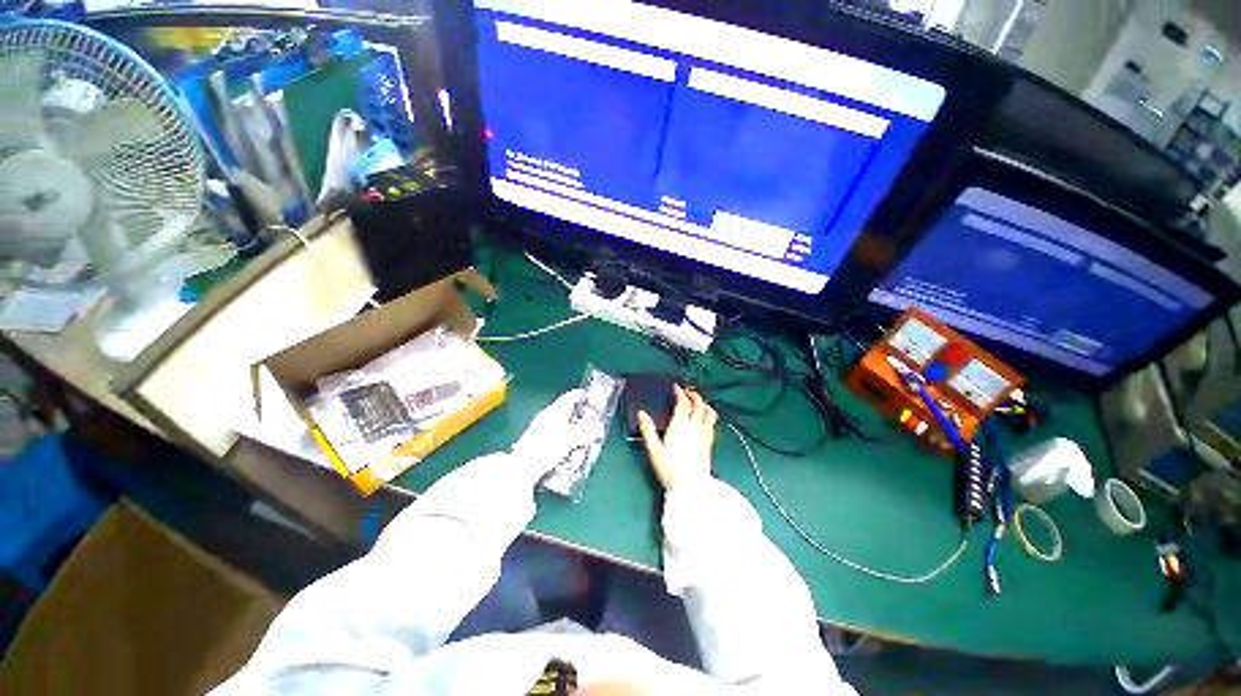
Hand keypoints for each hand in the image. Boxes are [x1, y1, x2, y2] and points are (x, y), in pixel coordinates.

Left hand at [510, 388, 602, 483]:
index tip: (598, 403)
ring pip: (567, 429)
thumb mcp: (569, 439)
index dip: (586, 397)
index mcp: (554, 411)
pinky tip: (573, 456)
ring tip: (585, 446)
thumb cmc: (544, 449)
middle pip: (571, 413)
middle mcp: (548, 418)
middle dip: (585, 421)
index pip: (572, 396)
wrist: (521, 470)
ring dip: (578, 436)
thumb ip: (586, 432)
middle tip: (595, 428)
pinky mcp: (541, 445)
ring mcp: (544, 432)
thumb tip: (599, 428)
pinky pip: (561, 441)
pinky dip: (570, 445)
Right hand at [637, 384, 716, 489]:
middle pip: (699, 404)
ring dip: (704, 404)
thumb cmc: (670, 468)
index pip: (683, 403)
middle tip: (688, 392)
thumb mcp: (654, 449)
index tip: (676, 387)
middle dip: (694, 395)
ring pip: (709, 413)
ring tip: (699, 403)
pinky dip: (708, 416)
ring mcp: (705, 434)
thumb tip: (641, 414)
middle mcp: (695, 426)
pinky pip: (712, 424)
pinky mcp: (710, 443)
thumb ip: (647, 430)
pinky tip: (704, 420)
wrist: (691, 486)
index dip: (680, 393)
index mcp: (680, 425)